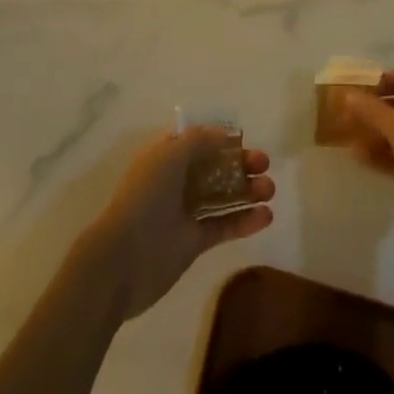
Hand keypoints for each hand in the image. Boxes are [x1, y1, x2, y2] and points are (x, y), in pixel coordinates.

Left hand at [78, 127, 274, 322]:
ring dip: (246, 191)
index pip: (193, 140)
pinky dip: (244, 221)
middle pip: (212, 166)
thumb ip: (196, 141)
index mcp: (162, 156)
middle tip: (264, 164)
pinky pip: (223, 226)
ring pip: (221, 196)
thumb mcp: (168, 157)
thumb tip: (222, 133)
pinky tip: (266, 216)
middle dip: (238, 163)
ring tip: (270, 190)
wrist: (124, 259)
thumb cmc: (144, 198)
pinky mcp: (194, 241)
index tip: (242, 138)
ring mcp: (184, 212)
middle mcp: (173, 181)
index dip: (217, 137)